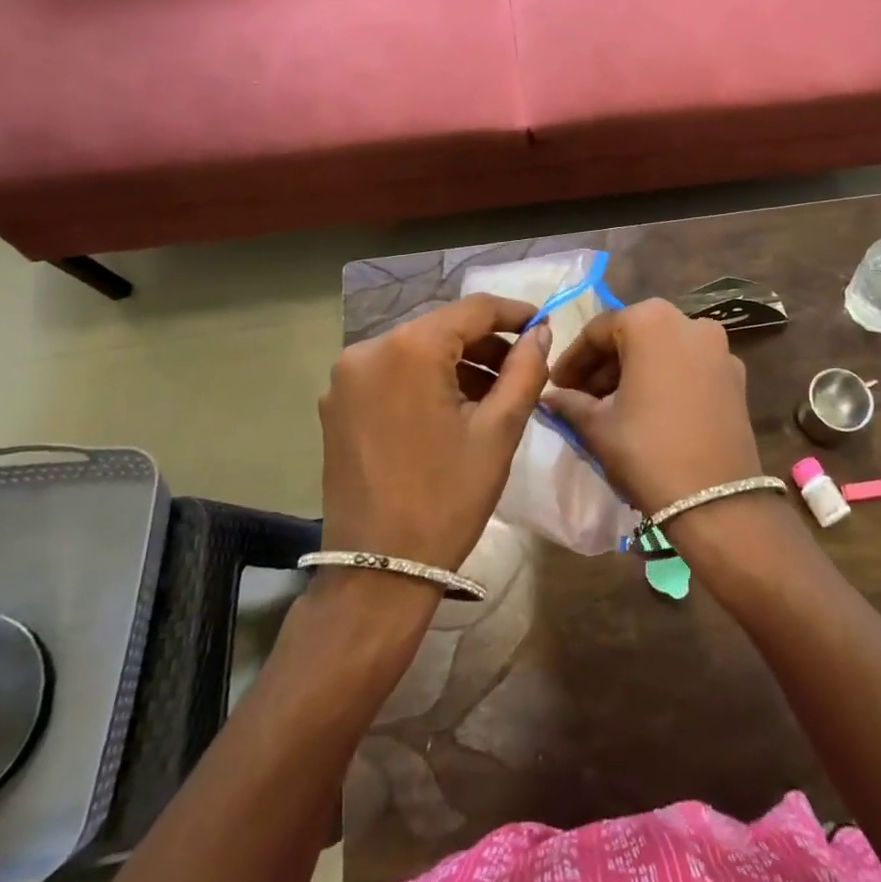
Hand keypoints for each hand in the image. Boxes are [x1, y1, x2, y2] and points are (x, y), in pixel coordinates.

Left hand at [319, 295, 551, 570]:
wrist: (378, 572)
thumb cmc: (447, 498)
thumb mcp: (499, 431)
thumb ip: (525, 370)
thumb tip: (539, 333)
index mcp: (409, 348)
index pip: (473, 309)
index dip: (513, 313)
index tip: (543, 325)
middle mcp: (368, 349)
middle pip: (442, 328)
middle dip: (486, 343)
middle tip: (523, 367)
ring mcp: (346, 378)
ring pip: (417, 350)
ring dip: (457, 363)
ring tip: (494, 394)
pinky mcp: (337, 404)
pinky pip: (392, 373)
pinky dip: (426, 380)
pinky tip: (452, 409)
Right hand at [542, 299, 764, 517]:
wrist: (716, 502)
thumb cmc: (647, 452)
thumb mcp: (597, 426)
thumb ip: (569, 402)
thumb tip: (549, 397)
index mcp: (650, 321)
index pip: (598, 331)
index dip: (572, 359)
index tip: (557, 385)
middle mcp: (689, 321)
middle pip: (633, 335)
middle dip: (604, 364)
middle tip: (580, 396)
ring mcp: (719, 348)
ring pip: (663, 349)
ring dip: (634, 370)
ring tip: (611, 405)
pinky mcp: (736, 376)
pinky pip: (689, 366)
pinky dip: (665, 378)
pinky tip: (649, 410)